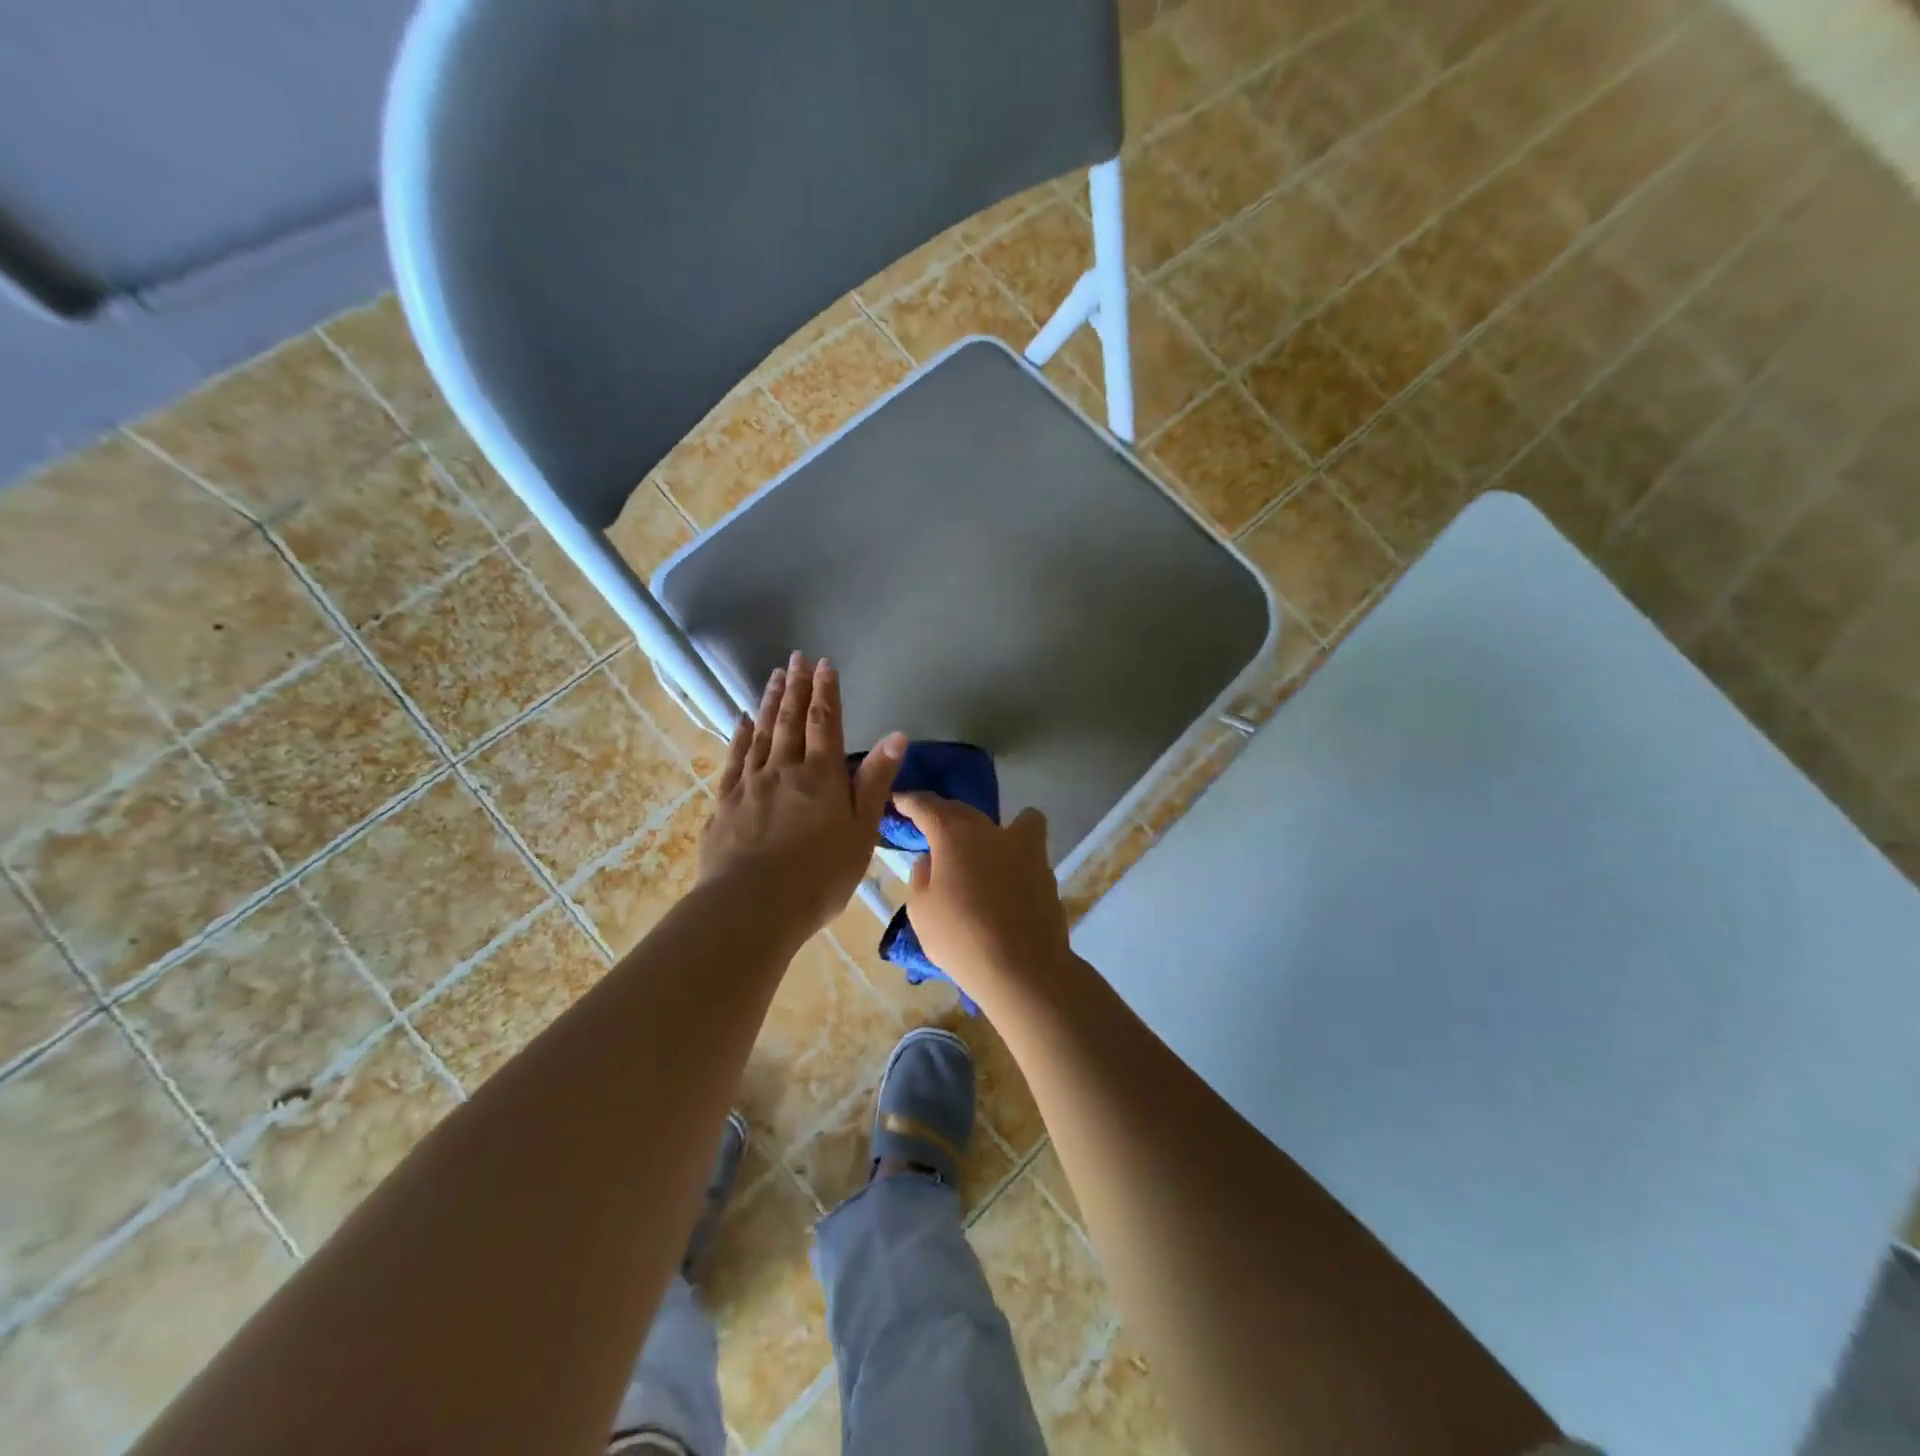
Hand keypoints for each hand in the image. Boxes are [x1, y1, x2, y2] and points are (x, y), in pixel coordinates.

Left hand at [701, 653, 903, 941]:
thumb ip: (875, 781)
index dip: (826, 692)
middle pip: (790, 720)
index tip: (823, 664)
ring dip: (770, 702)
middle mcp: (784, 769)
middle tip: (795, 657)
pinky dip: (739, 736)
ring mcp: (750, 784)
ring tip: (774, 676)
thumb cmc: (819, 875)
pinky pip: (734, 759)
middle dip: (797, 687)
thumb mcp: (861, 832)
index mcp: (821, 776)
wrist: (753, 907)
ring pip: (761, 733)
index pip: (825, 723)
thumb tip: (896, 735)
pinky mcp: (725, 803)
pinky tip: (741, 721)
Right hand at [894, 795, 1072, 1002]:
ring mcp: (1026, 849)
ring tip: (985, 851)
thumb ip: (922, 877)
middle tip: (933, 829)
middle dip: (946, 815)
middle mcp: (991, 831)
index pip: (927, 806)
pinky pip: (1030, 853)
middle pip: (965, 811)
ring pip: (1016, 822)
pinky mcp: (1047, 873)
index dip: (910, 801)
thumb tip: (932, 861)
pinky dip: (1017, 859)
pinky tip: (1006, 883)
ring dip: (998, 830)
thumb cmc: (960, 938)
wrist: (1023, 968)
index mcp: (954, 834)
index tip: (899, 800)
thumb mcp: (922, 911)